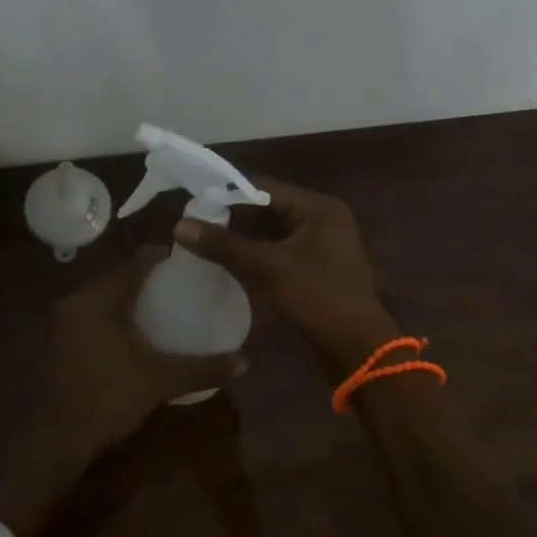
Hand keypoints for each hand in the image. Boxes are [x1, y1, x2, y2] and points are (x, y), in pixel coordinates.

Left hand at [41, 252, 237, 460]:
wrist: (56, 440)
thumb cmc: (108, 399)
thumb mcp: (160, 381)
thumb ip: (202, 367)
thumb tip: (245, 361)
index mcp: (100, 299)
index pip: (137, 261)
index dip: (165, 257)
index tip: (190, 264)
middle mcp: (78, 299)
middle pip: (120, 275)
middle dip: (151, 278)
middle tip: (183, 286)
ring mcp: (65, 319)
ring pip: (106, 294)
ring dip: (132, 296)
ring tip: (165, 306)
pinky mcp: (60, 337)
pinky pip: (95, 311)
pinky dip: (117, 313)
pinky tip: (137, 330)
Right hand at [173, 178, 399, 375]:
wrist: (357, 348)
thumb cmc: (318, 297)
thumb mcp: (268, 267)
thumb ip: (224, 245)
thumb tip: (179, 225)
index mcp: (319, 207)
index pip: (265, 187)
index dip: (228, 194)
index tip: (194, 204)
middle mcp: (323, 218)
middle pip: (268, 208)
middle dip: (233, 217)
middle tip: (195, 224)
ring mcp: (322, 245)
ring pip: (273, 232)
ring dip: (243, 237)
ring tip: (205, 241)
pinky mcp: (317, 268)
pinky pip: (280, 251)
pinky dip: (256, 254)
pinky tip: (228, 262)